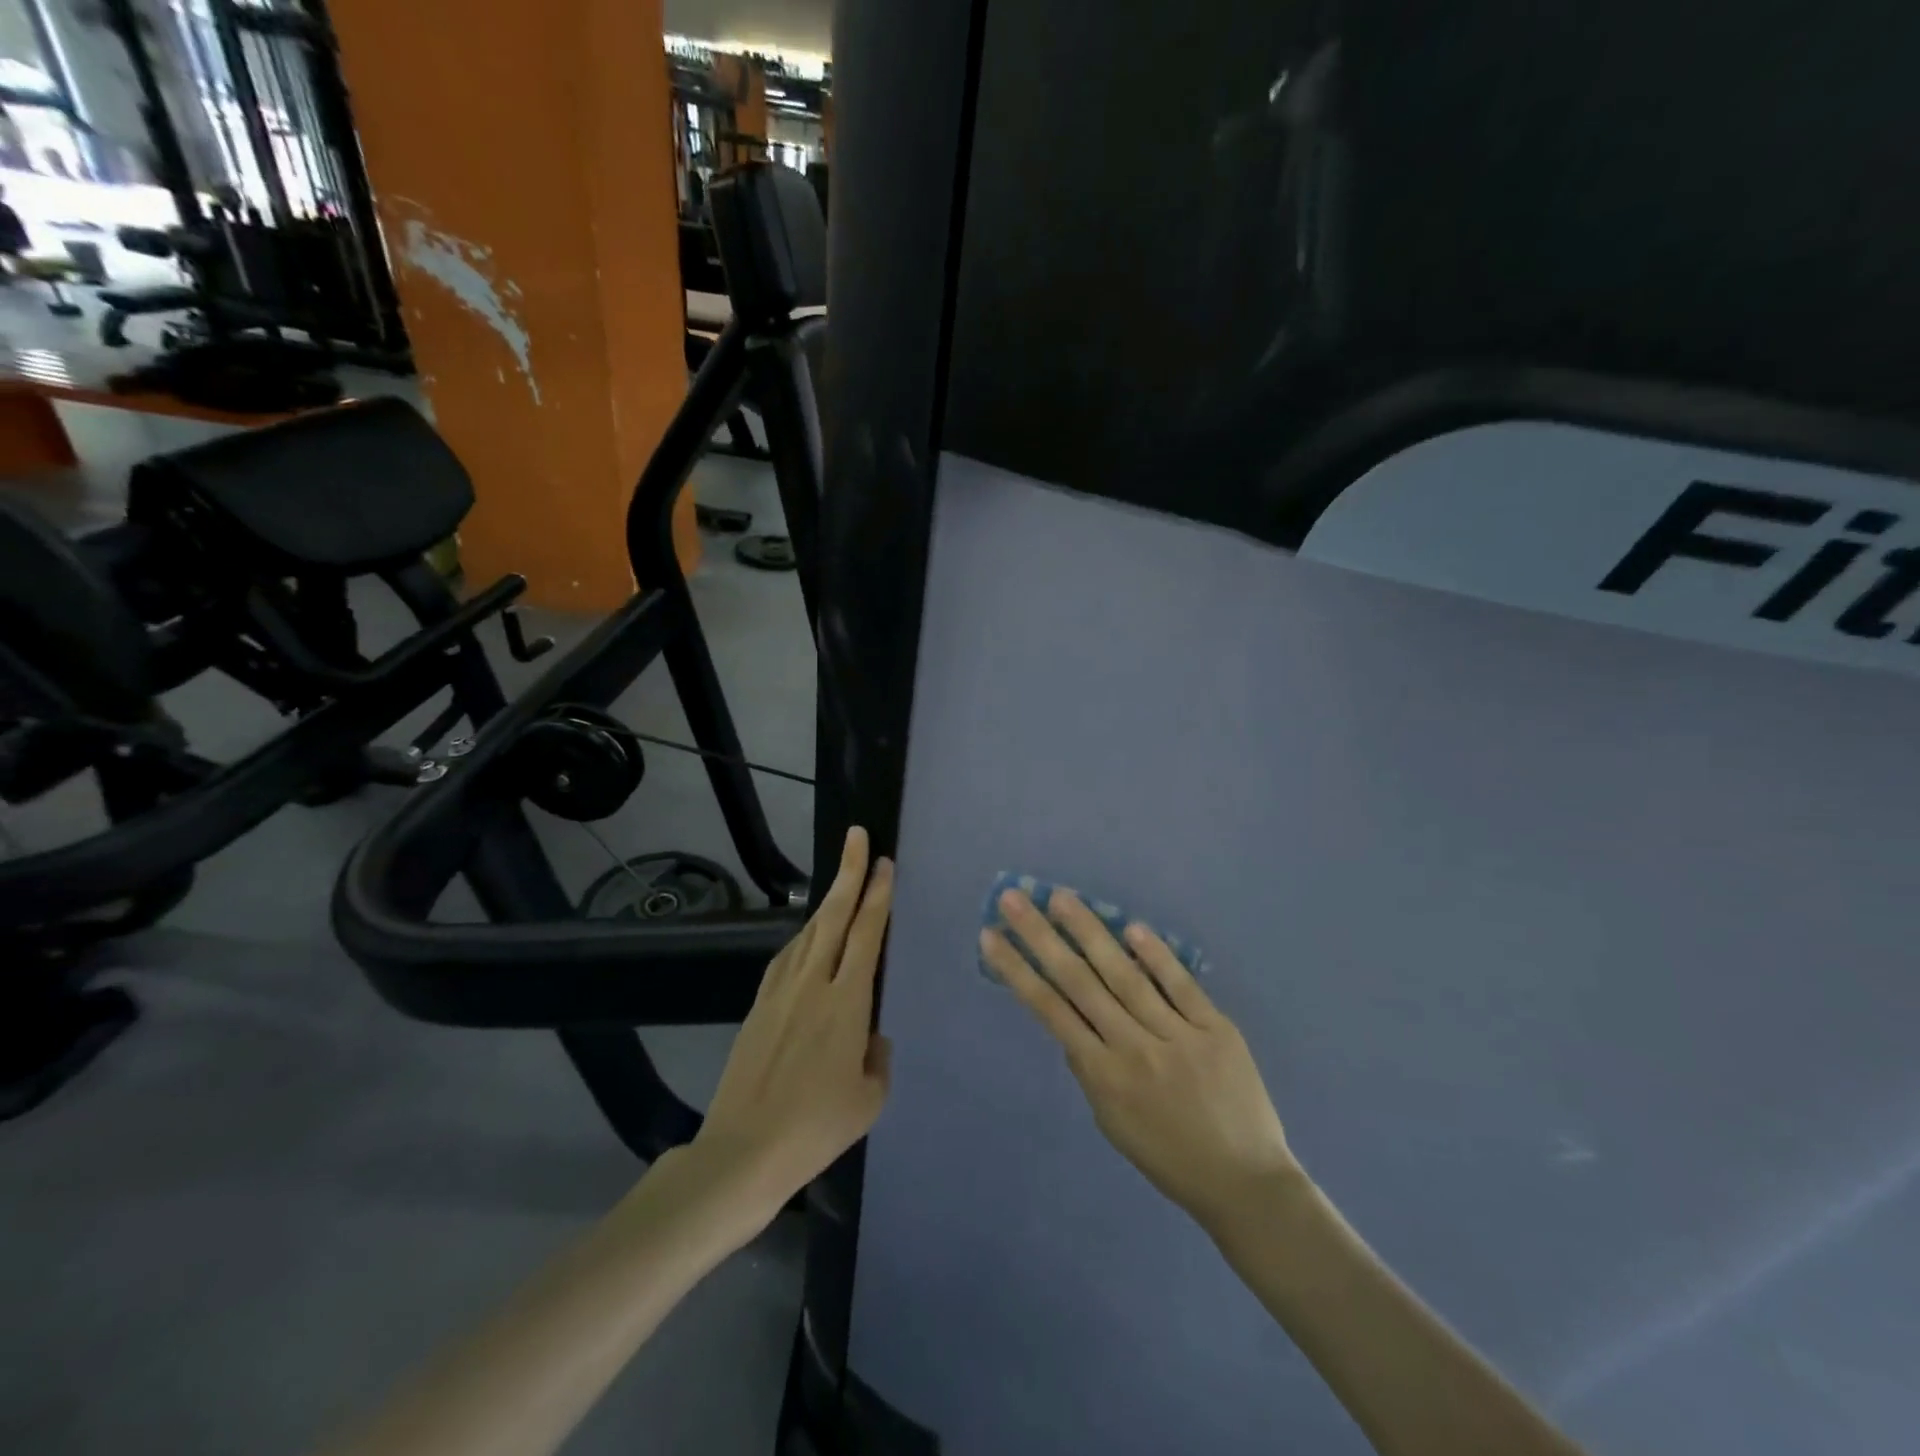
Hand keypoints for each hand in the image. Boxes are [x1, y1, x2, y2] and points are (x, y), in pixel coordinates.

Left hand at [692, 827, 893, 1233]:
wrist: (743, 1152)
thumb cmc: (816, 1128)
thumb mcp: (869, 1099)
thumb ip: (877, 1059)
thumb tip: (871, 1036)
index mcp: (847, 1002)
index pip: (866, 934)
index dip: (877, 894)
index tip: (883, 863)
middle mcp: (813, 984)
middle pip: (834, 916)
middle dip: (848, 873)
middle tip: (857, 837)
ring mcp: (780, 992)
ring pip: (808, 933)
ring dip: (827, 903)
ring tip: (842, 884)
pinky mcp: (758, 1006)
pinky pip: (787, 958)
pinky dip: (804, 938)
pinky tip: (808, 938)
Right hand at [981, 888, 1299, 1235]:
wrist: (1246, 1184)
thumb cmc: (1169, 1158)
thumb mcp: (1112, 1123)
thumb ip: (1089, 1070)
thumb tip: (1071, 1023)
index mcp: (1104, 1077)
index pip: (1050, 1010)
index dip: (1017, 970)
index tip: (991, 936)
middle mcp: (1134, 1049)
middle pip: (1079, 982)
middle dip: (1040, 937)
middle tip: (1014, 899)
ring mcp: (1177, 1036)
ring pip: (1124, 975)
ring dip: (1089, 932)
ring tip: (1060, 898)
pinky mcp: (1215, 1029)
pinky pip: (1180, 985)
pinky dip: (1156, 956)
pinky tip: (1131, 927)